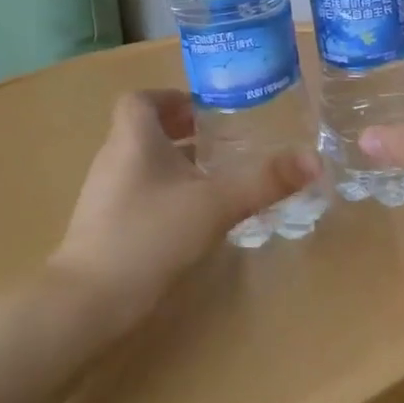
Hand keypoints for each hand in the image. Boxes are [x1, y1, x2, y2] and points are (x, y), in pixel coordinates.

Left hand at [51, 90, 317, 305]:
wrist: (88, 303)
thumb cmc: (150, 236)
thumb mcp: (216, 204)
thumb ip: (265, 180)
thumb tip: (315, 159)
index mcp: (133, 138)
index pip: (142, 99)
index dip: (173, 99)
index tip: (208, 113)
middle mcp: (114, 158)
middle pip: (147, 131)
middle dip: (186, 134)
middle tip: (226, 145)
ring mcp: (105, 195)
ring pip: (145, 165)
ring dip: (178, 165)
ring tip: (218, 180)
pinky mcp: (105, 227)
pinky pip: (140, 195)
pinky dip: (167, 195)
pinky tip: (194, 219)